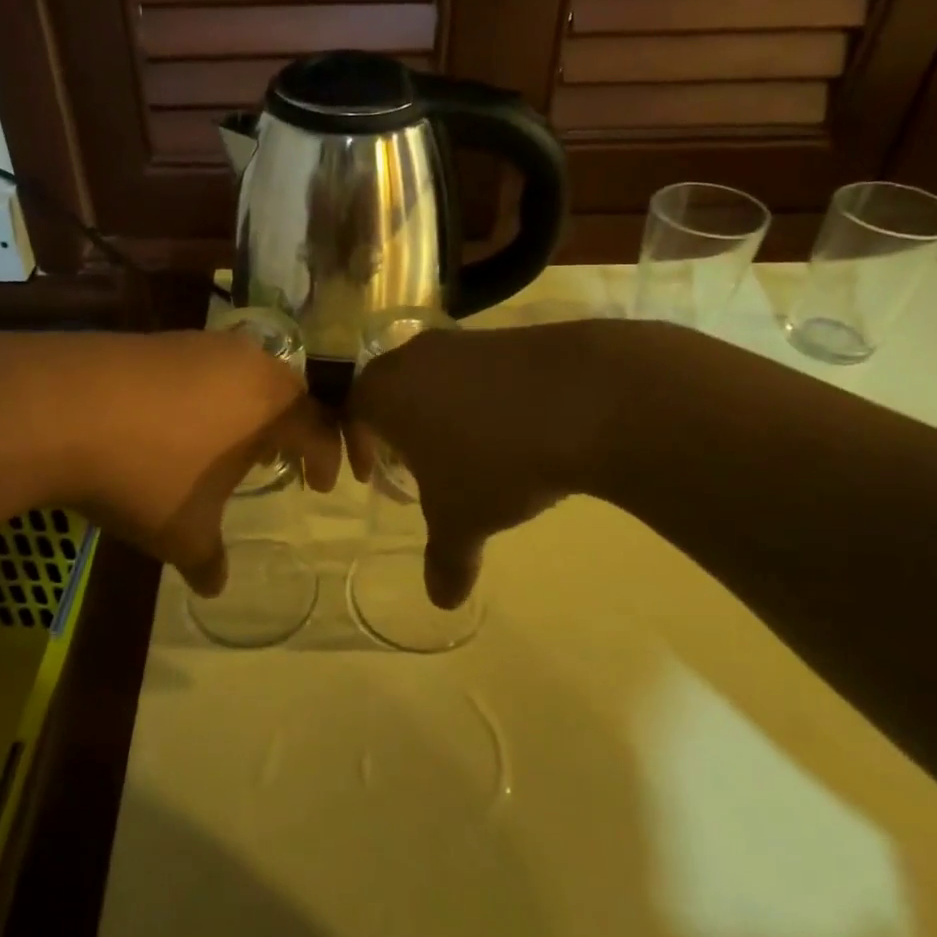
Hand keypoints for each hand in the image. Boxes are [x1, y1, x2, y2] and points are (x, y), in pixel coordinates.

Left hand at [64, 331, 339, 592]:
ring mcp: (200, 344)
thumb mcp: (183, 532)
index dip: (327, 458)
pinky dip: (206, 395)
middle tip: (280, 459)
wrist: (60, 408)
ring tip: (229, 442)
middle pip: (286, 392)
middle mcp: (246, 363)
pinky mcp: (159, 338)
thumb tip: (216, 587)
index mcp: (270, 404)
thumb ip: (208, 561)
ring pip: (244, 374)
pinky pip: (202, 367)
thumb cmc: (145, 474)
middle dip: (290, 428)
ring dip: (246, 408)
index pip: (320, 427)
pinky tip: (178, 422)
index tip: (321, 485)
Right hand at [346, 321, 627, 607]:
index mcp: (384, 391)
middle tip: (413, 465)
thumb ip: (445, 561)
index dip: (358, 445)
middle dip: (396, 428)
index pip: (350, 411)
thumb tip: (442, 601)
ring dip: (439, 412)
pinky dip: (481, 398)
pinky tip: (509, 430)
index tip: (372, 474)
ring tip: (465, 451)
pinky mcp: (510, 335)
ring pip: (434, 377)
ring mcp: (464, 340)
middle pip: (390, 389)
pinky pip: (477, 371)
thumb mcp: (463, 521)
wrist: (586, 397)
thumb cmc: (496, 461)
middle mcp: (415, 356)